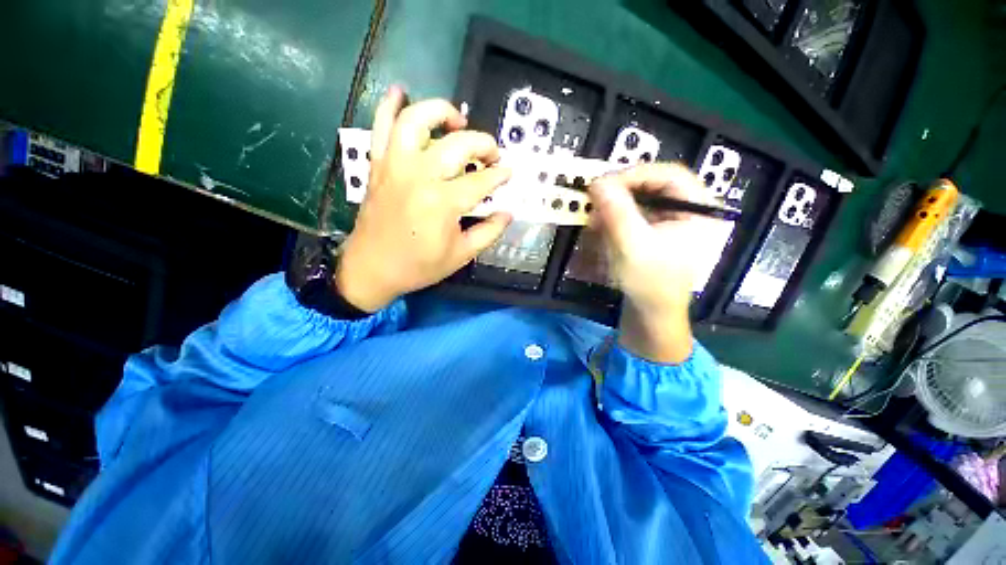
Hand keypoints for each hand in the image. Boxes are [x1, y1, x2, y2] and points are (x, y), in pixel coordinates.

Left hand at [336, 87, 512, 311]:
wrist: (368, 268)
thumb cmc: (414, 266)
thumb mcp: (459, 256)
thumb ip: (488, 232)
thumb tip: (508, 211)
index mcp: (441, 203)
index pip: (483, 179)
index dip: (500, 175)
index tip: (506, 174)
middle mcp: (418, 175)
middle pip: (459, 143)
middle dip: (484, 145)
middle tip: (490, 156)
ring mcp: (395, 165)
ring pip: (416, 120)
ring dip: (440, 111)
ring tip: (456, 120)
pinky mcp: (379, 163)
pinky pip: (380, 127)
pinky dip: (387, 106)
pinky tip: (399, 91)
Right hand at [588, 164, 721, 362]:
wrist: (653, 320)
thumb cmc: (652, 286)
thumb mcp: (633, 246)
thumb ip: (616, 210)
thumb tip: (597, 180)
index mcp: (700, 212)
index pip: (671, 174)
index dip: (638, 172)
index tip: (608, 183)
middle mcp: (692, 210)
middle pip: (656, 181)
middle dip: (624, 188)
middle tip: (599, 195)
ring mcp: (677, 220)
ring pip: (645, 194)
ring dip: (618, 201)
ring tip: (597, 215)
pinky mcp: (662, 229)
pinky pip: (640, 209)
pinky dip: (620, 213)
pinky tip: (603, 225)